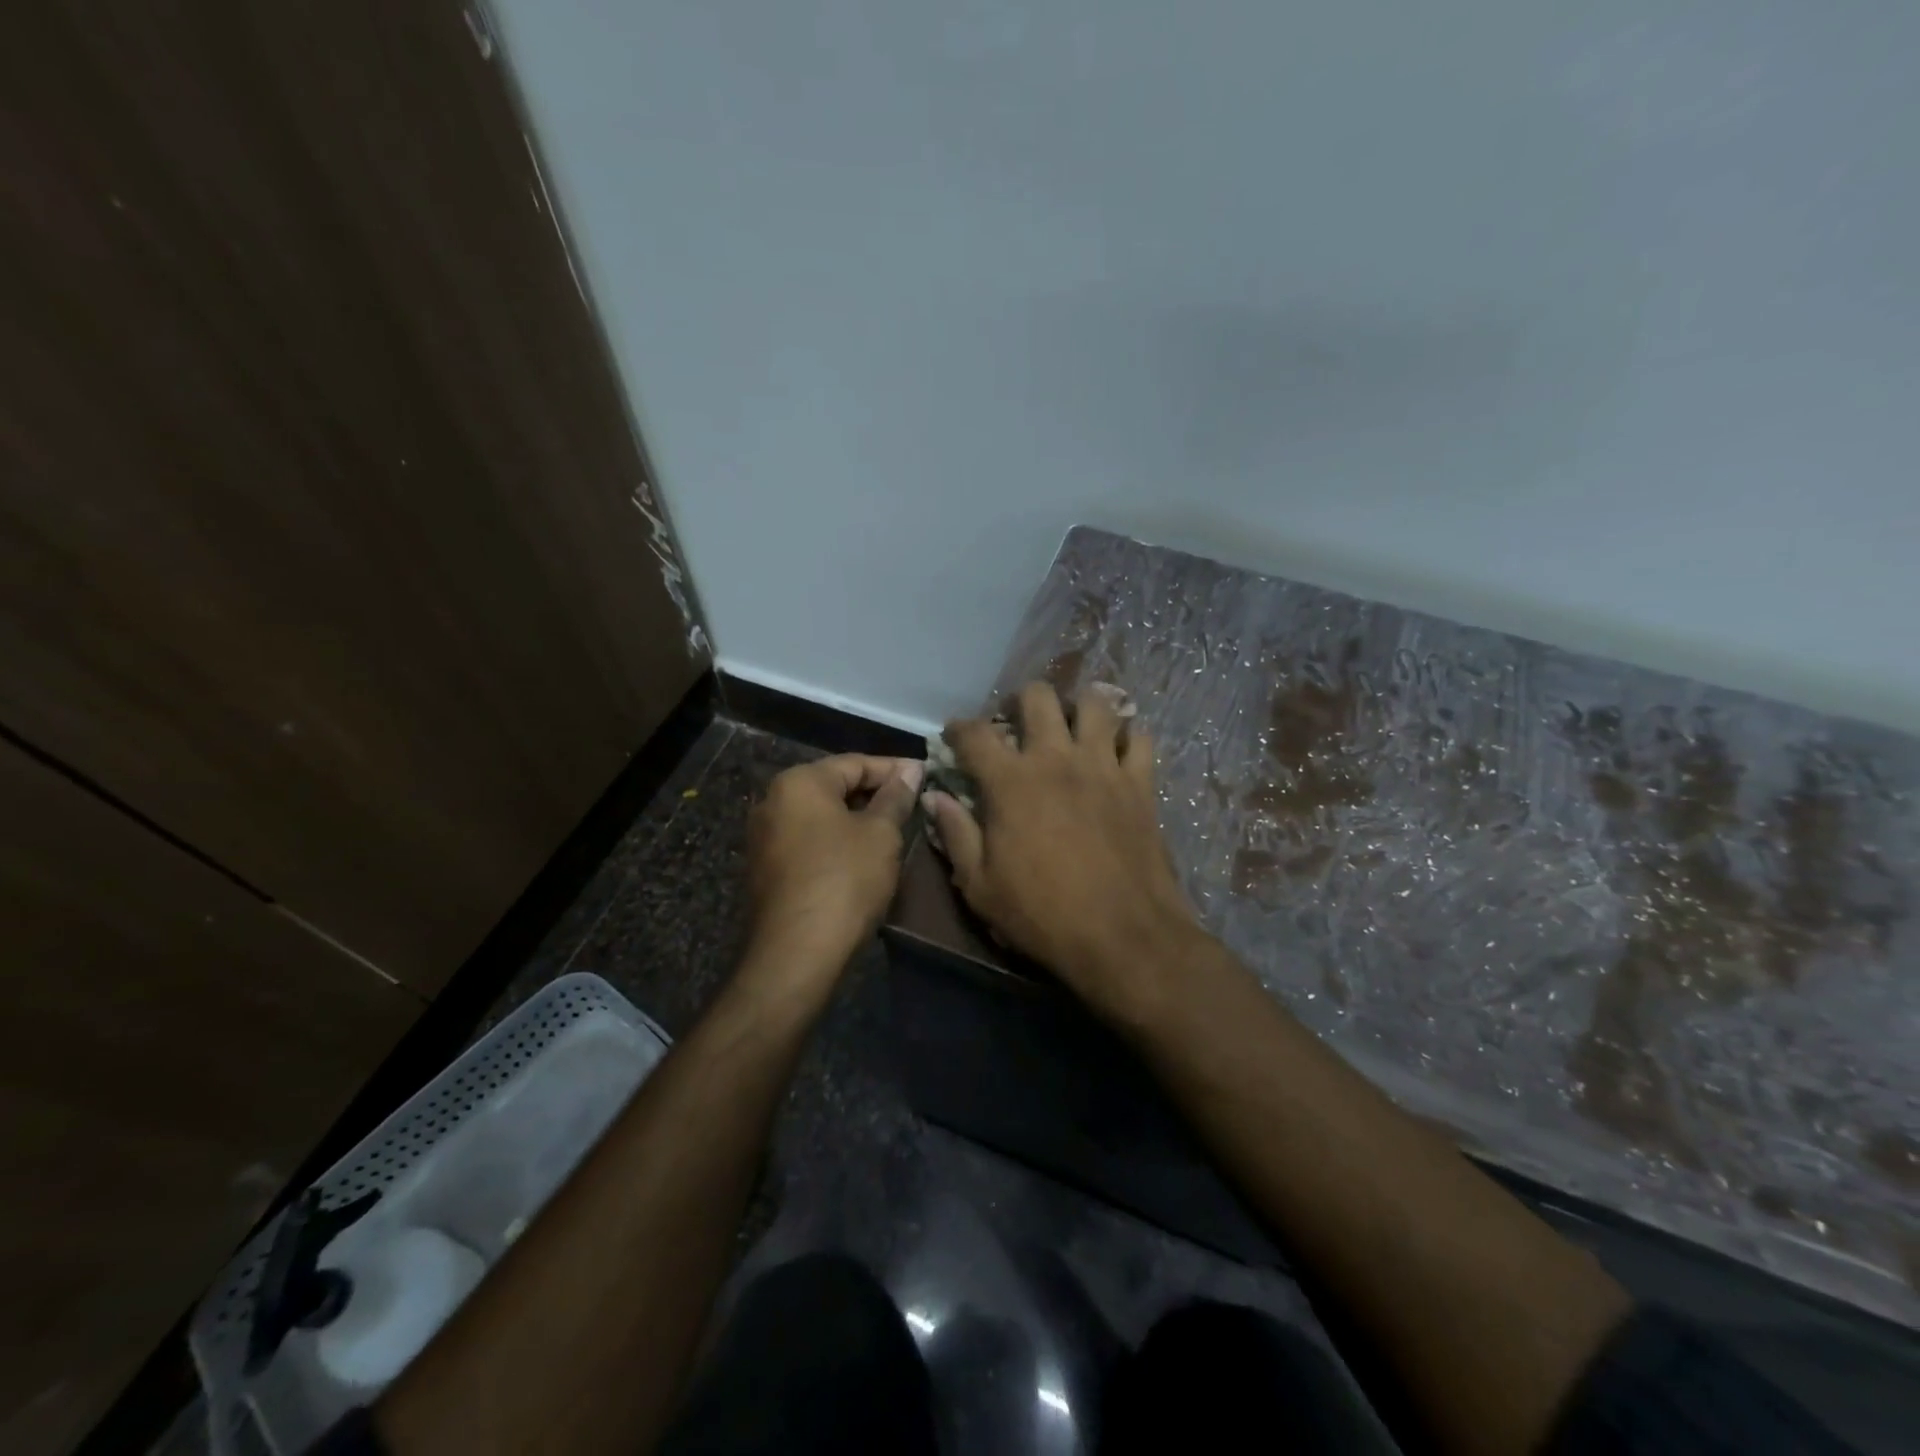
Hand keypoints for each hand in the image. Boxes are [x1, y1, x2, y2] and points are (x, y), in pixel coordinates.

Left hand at [744, 754, 922, 979]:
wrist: (795, 952)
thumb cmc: (844, 880)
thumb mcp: (881, 834)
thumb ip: (895, 797)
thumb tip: (910, 770)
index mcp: (798, 782)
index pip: (854, 762)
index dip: (893, 768)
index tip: (925, 775)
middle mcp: (772, 801)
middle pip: (833, 786)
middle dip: (874, 793)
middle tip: (912, 802)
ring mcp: (763, 837)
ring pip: (820, 815)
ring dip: (856, 819)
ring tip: (893, 828)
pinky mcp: (765, 869)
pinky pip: (808, 841)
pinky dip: (836, 841)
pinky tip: (863, 856)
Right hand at [923, 683, 1199, 1013]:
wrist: (1124, 937)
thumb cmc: (1042, 916)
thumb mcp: (980, 886)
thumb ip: (956, 834)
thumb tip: (936, 797)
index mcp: (1011, 781)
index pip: (976, 733)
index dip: (960, 728)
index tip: (955, 735)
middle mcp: (1057, 759)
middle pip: (1038, 697)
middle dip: (1021, 701)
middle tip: (1019, 723)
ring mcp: (1103, 766)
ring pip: (1095, 703)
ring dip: (1078, 707)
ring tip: (1072, 726)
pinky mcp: (1141, 783)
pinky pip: (1139, 738)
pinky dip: (1127, 737)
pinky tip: (1117, 751)